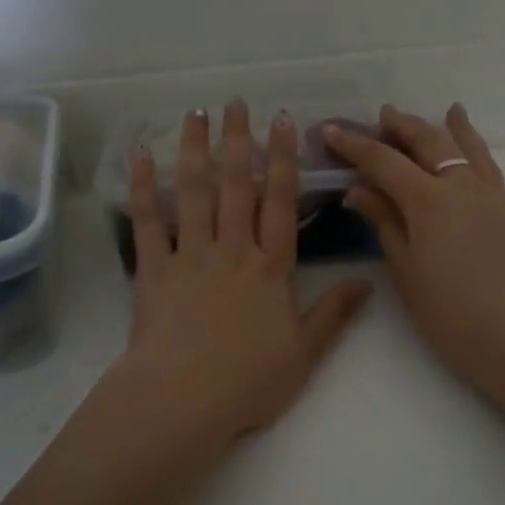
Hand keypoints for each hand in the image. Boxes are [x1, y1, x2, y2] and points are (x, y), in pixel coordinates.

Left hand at [108, 101, 370, 456]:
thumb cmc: (249, 381)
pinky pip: (148, 222)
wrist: (184, 401)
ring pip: (194, 193)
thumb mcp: (304, 353)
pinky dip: (142, 188)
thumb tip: (367, 282)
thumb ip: (333, 314)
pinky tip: (138, 157)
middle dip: (239, 141)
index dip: (284, 160)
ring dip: (194, 150)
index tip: (284, 122)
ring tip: (195, 114)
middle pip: (237, 186)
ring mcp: (191, 256)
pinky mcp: (154, 270)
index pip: (281, 203)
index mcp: (271, 268)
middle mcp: (232, 251)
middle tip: (236, 102)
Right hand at [328, 104, 504, 392]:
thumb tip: (360, 190)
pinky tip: (466, 136)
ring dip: (435, 128)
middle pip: (425, 143)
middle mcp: (460, 186)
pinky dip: (472, 143)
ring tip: (419, 116)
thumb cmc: (450, 314)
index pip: (383, 161)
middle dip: (397, 127)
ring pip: (460, 147)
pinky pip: (485, 163)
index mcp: (428, 201)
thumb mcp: (407, 270)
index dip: (354, 145)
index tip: (330, 131)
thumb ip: (385, 223)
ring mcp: (488, 195)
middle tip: (376, 118)